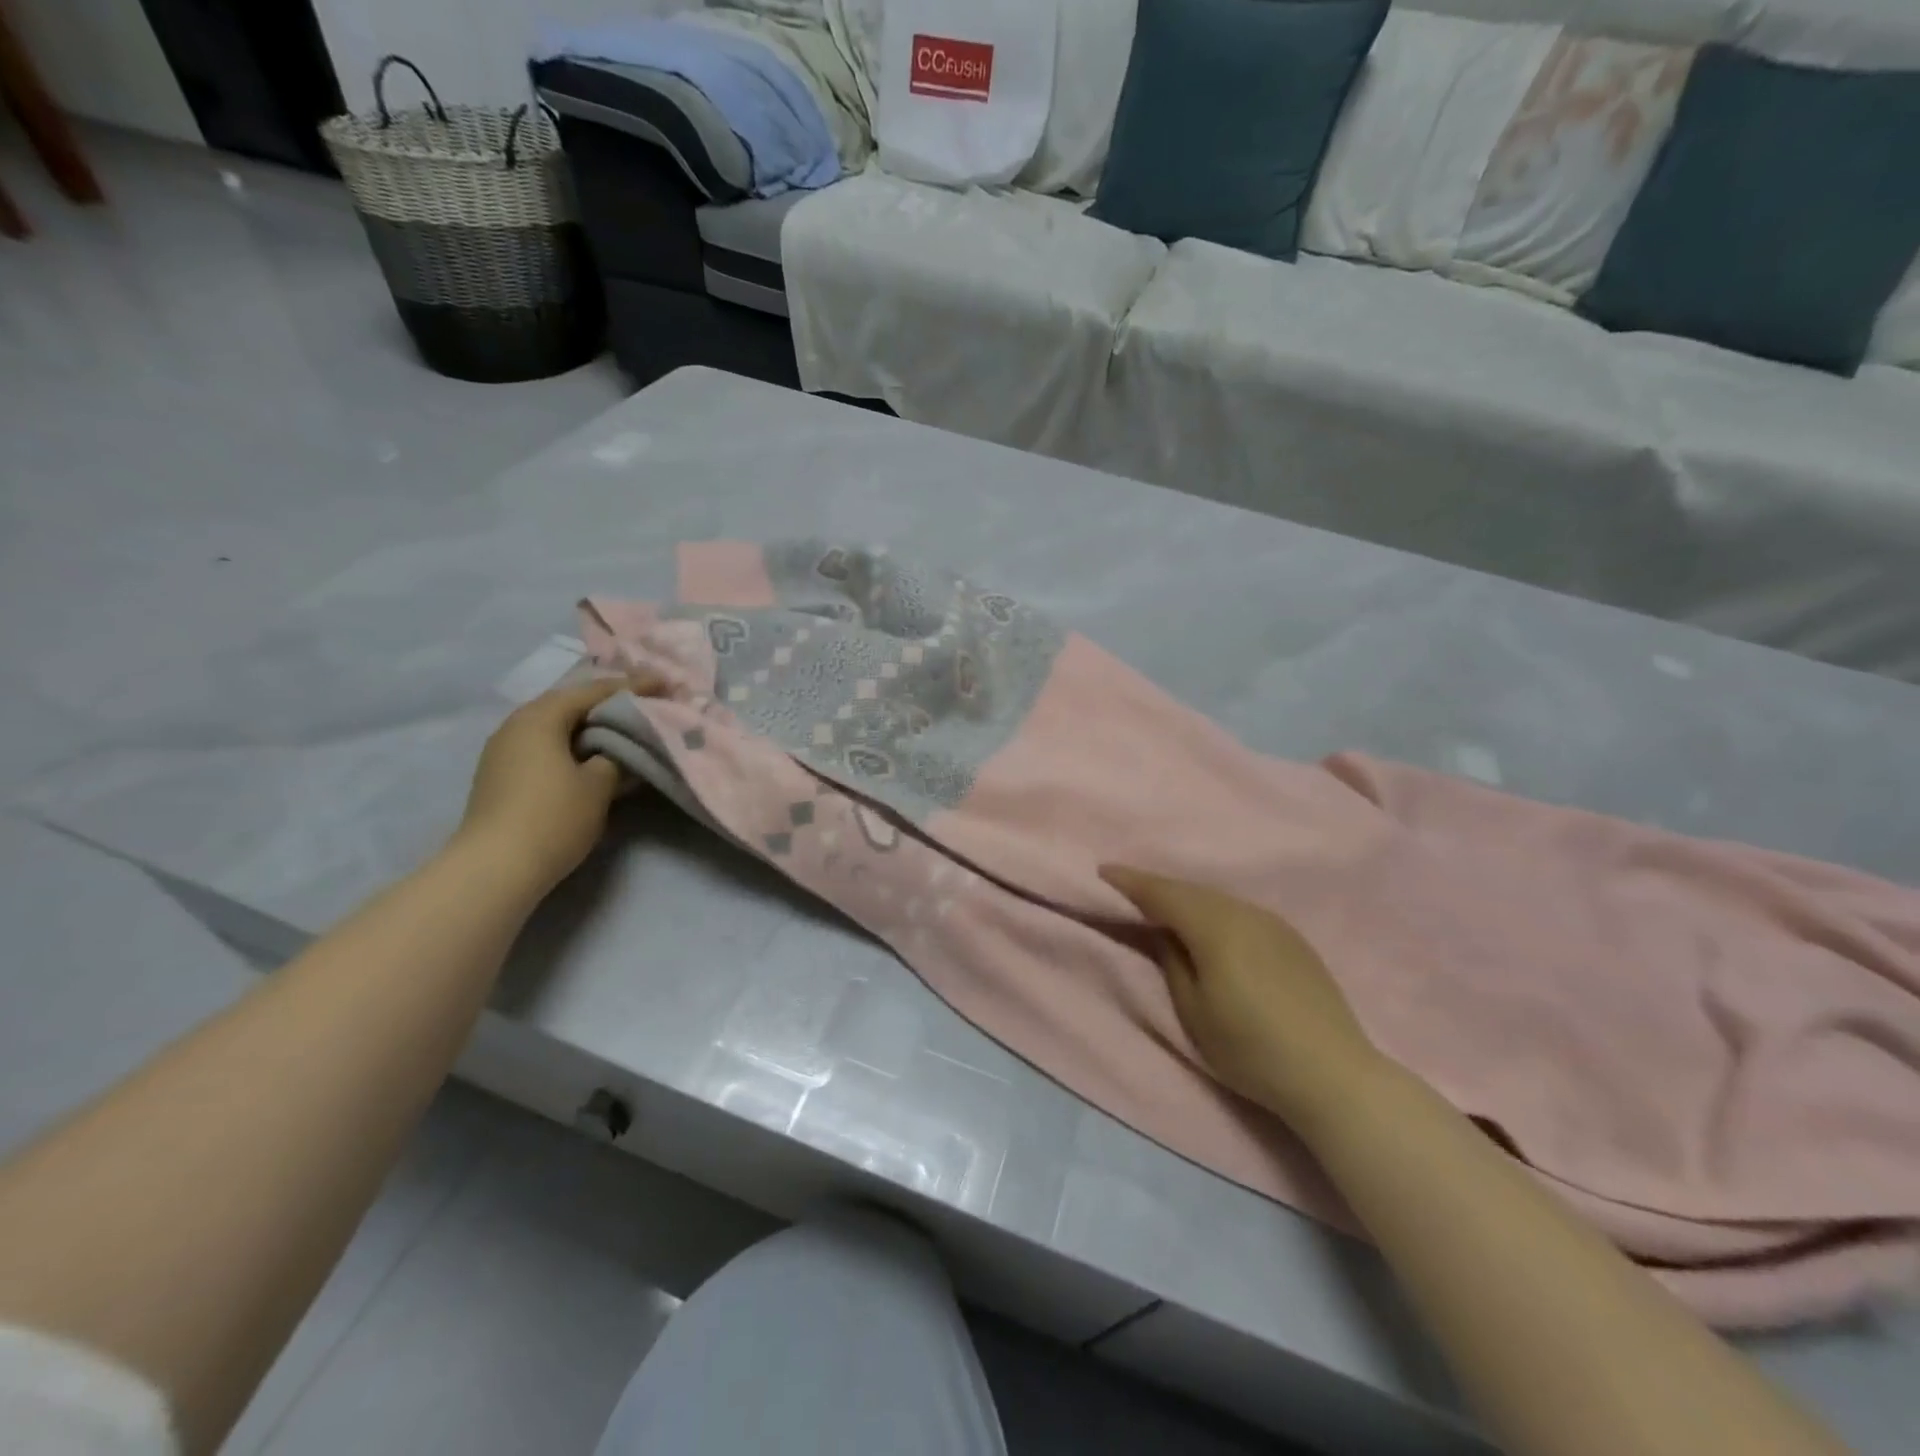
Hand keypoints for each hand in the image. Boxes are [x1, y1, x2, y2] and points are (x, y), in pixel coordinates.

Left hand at [453, 680, 630, 895]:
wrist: (494, 868)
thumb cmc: (553, 817)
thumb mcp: (599, 784)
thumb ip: (615, 757)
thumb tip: (618, 750)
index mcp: (541, 716)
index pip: (595, 691)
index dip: (634, 687)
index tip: (666, 684)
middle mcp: (518, 724)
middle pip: (573, 704)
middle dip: (611, 704)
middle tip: (649, 704)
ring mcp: (506, 751)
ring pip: (560, 727)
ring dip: (594, 727)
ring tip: (628, 729)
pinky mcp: (505, 775)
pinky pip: (549, 747)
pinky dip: (577, 746)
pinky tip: (598, 756)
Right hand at [1101, 866, 1386, 1134]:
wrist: (1334, 1074)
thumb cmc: (1251, 1049)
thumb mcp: (1194, 1012)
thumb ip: (1172, 963)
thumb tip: (1165, 934)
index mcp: (1215, 927)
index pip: (1163, 893)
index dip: (1130, 881)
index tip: (1103, 871)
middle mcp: (1244, 913)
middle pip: (1191, 891)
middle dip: (1157, 888)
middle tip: (1127, 890)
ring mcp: (1273, 923)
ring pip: (1217, 900)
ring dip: (1187, 900)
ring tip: (1163, 909)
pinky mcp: (1292, 939)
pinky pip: (1239, 912)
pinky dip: (1214, 912)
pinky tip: (1210, 928)